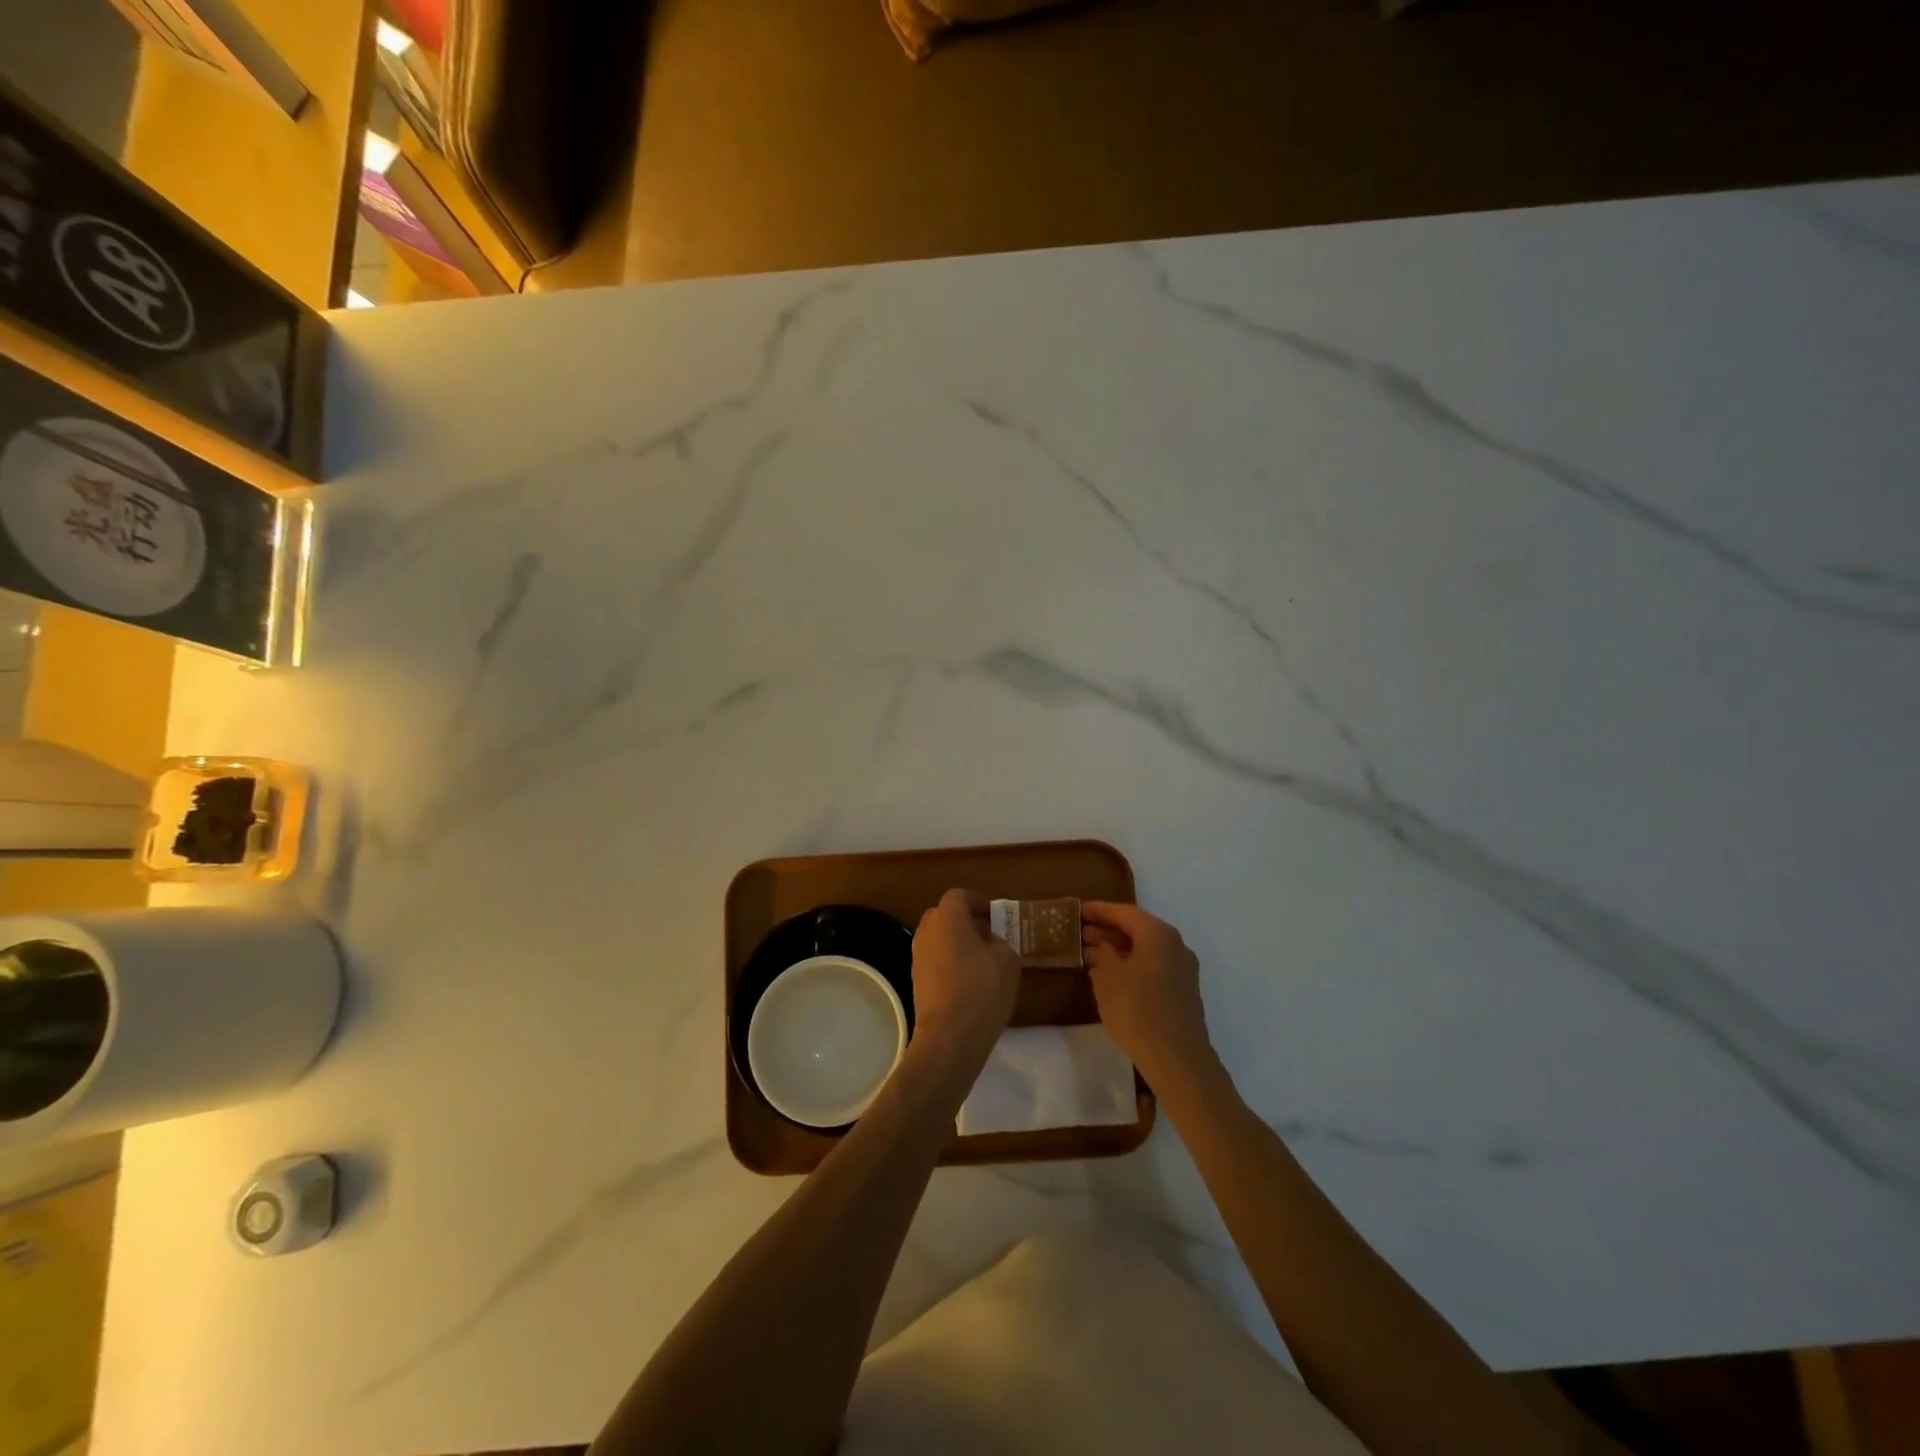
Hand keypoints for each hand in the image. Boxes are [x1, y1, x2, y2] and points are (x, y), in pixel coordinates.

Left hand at [910, 889, 1020, 1058]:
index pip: (959, 896)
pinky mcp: (916, 980)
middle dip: (966, 921)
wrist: (949, 1037)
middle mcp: (927, 931)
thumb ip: (999, 941)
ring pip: (938, 938)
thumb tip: (988, 942)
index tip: (995, 916)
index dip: (978, 901)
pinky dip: (949, 962)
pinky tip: (968, 982)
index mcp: (947, 918)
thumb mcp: (1008, 959)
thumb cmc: (982, 990)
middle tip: (989, 936)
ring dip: (957, 942)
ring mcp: (917, 957)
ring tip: (981, 961)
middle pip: (945, 915)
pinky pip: (935, 959)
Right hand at [1082, 902, 1214, 1087]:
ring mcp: (1183, 970)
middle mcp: (1175, 946)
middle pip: (1137, 930)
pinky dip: (1131, 966)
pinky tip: (1112, 978)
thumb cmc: (1137, 1010)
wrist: (1177, 1059)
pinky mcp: (1183, 992)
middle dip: (1108, 931)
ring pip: (1145, 951)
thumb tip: (1105, 945)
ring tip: (1090, 956)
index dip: (1100, 910)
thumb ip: (1103, 953)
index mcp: (1158, 935)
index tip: (1080, 910)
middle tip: (1081, 934)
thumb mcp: (1108, 977)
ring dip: (1119, 951)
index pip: (1125, 912)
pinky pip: (1152, 967)